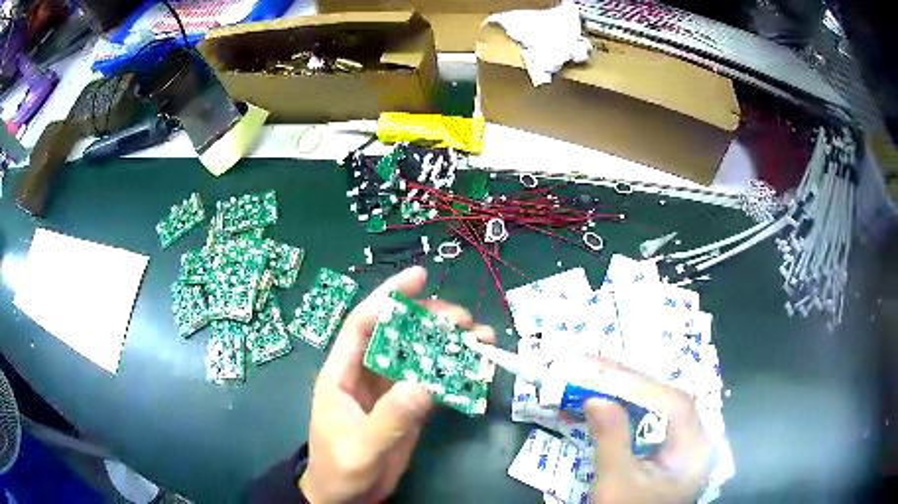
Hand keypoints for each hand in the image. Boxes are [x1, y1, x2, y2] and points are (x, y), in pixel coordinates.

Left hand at [300, 266, 494, 502]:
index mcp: (342, 374)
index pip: (362, 325)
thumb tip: (424, 385)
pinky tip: (476, 369)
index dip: (388, 297)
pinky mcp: (407, 406)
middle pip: (397, 334)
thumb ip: (389, 419)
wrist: (346, 497)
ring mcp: (389, 390)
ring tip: (481, 339)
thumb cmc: (340, 470)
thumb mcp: (360, 449)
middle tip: (465, 320)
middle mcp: (366, 374)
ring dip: (448, 345)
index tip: (420, 277)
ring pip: (418, 356)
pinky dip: (454, 374)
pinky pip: (431, 382)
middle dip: (429, 320)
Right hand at [584, 368, 713, 503]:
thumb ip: (611, 439)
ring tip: (601, 379)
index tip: (604, 372)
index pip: (676, 404)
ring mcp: (686, 447)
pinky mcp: (672, 453)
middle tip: (598, 369)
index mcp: (694, 451)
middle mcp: (697, 443)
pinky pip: (656, 422)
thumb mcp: (616, 482)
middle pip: (670, 402)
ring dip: (632, 395)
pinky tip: (614, 404)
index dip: (642, 385)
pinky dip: (633, 411)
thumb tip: (596, 397)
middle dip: (634, 385)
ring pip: (663, 409)